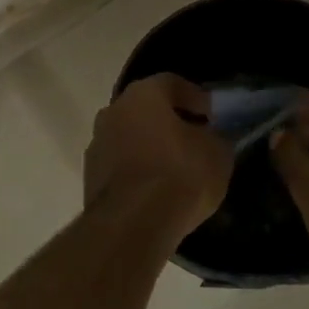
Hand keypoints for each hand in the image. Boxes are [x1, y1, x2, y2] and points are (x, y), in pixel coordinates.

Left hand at [84, 74, 232, 241]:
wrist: (132, 224)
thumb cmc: (180, 176)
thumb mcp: (217, 153)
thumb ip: (215, 137)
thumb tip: (210, 136)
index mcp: (143, 94)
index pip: (173, 84)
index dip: (197, 99)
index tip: (213, 117)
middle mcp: (113, 111)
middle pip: (147, 110)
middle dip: (171, 122)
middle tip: (195, 140)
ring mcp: (97, 144)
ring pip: (131, 137)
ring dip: (151, 147)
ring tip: (176, 170)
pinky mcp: (90, 177)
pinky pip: (122, 165)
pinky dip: (138, 171)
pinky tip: (156, 190)